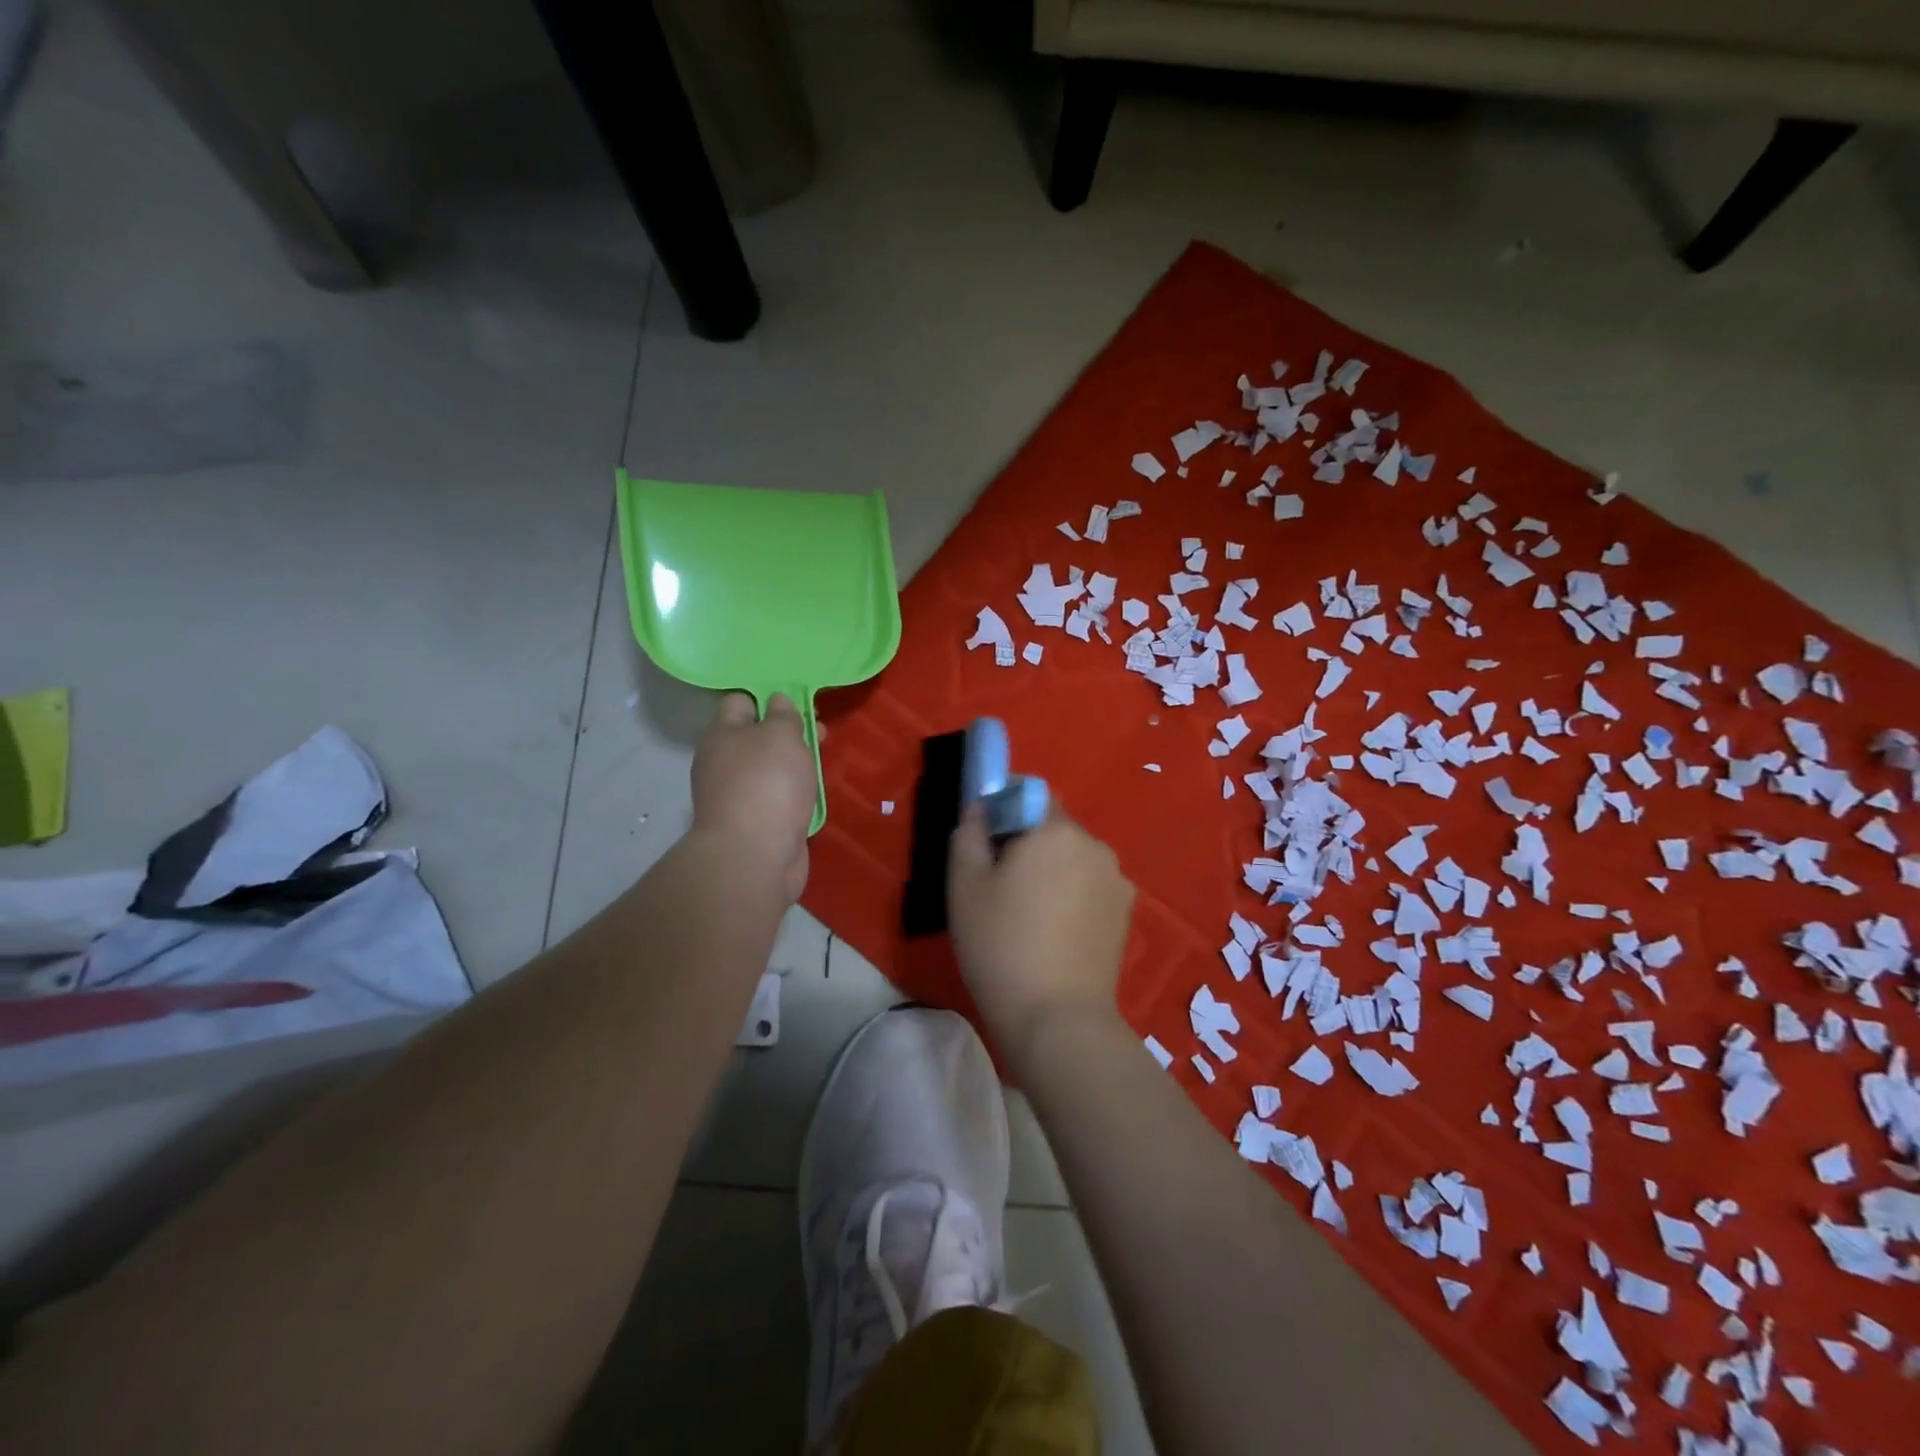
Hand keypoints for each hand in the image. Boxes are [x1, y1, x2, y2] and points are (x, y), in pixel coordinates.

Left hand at [691, 693, 815, 901]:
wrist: (754, 856)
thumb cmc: (767, 783)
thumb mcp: (781, 735)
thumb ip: (784, 715)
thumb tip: (777, 702)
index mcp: (722, 735)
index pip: (739, 702)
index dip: (768, 697)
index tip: (798, 701)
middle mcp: (723, 763)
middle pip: (757, 737)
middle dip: (790, 733)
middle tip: (821, 733)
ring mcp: (737, 797)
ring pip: (769, 770)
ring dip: (795, 765)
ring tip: (823, 763)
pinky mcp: (755, 824)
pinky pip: (777, 798)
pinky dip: (794, 794)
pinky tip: (813, 794)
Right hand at [947, 805, 1134, 1062]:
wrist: (1057, 1018)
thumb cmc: (1001, 944)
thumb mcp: (964, 886)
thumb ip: (968, 833)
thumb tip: (978, 808)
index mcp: (1056, 830)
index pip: (1031, 794)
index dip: (1005, 809)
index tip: (987, 841)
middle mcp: (1094, 845)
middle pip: (1054, 827)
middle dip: (1029, 843)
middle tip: (1001, 885)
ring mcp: (1117, 880)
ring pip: (1074, 859)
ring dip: (1054, 870)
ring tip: (1030, 916)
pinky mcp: (1126, 914)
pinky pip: (1092, 887)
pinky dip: (1074, 896)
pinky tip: (1056, 933)